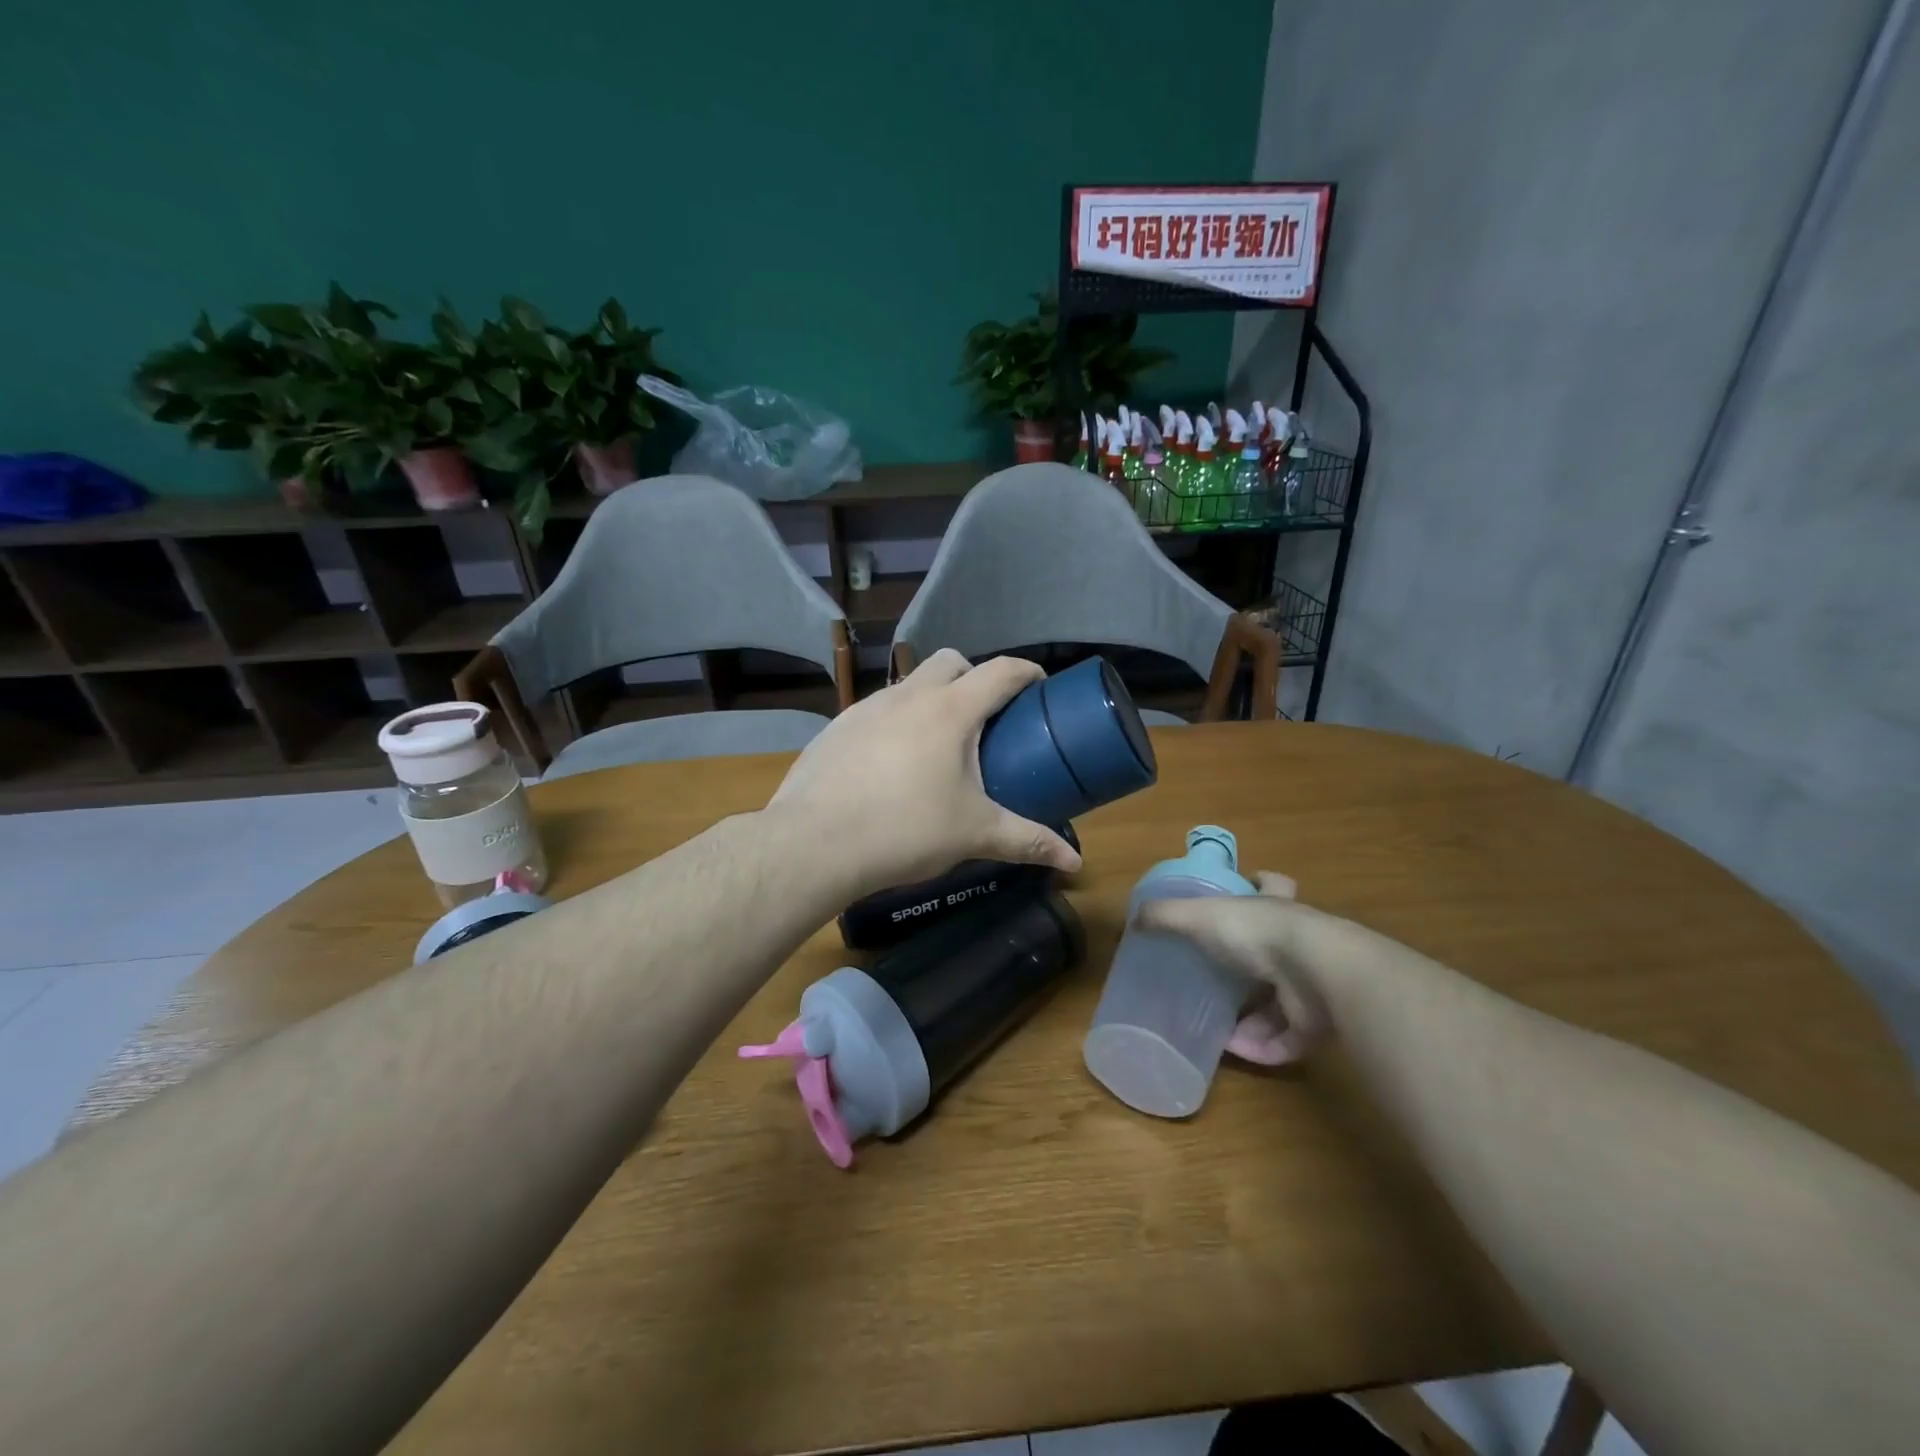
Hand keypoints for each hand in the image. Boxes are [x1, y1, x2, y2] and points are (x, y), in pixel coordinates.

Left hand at [767, 650, 1082, 896]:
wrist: (814, 843)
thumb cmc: (905, 830)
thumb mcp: (974, 835)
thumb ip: (1027, 841)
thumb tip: (1074, 863)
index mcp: (950, 710)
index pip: (1001, 671)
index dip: (1027, 673)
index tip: (1040, 687)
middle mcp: (908, 695)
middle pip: (951, 661)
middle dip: (974, 677)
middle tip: (985, 718)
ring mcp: (866, 707)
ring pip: (909, 683)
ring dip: (932, 698)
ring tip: (938, 744)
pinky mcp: (836, 727)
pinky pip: (877, 710)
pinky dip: (896, 722)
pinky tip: (891, 764)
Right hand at [1136, 872, 1339, 1066]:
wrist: (1318, 975)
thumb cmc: (1257, 933)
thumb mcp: (1199, 916)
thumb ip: (1166, 916)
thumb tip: (1132, 920)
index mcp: (1274, 907)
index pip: (1273, 883)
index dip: (1261, 882)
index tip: (1250, 882)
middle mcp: (1299, 941)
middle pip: (1277, 949)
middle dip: (1250, 967)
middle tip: (1219, 980)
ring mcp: (1313, 983)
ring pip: (1281, 1002)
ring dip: (1252, 1020)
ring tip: (1221, 1029)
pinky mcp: (1318, 1023)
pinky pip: (1287, 1040)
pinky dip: (1262, 1048)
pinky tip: (1234, 1051)